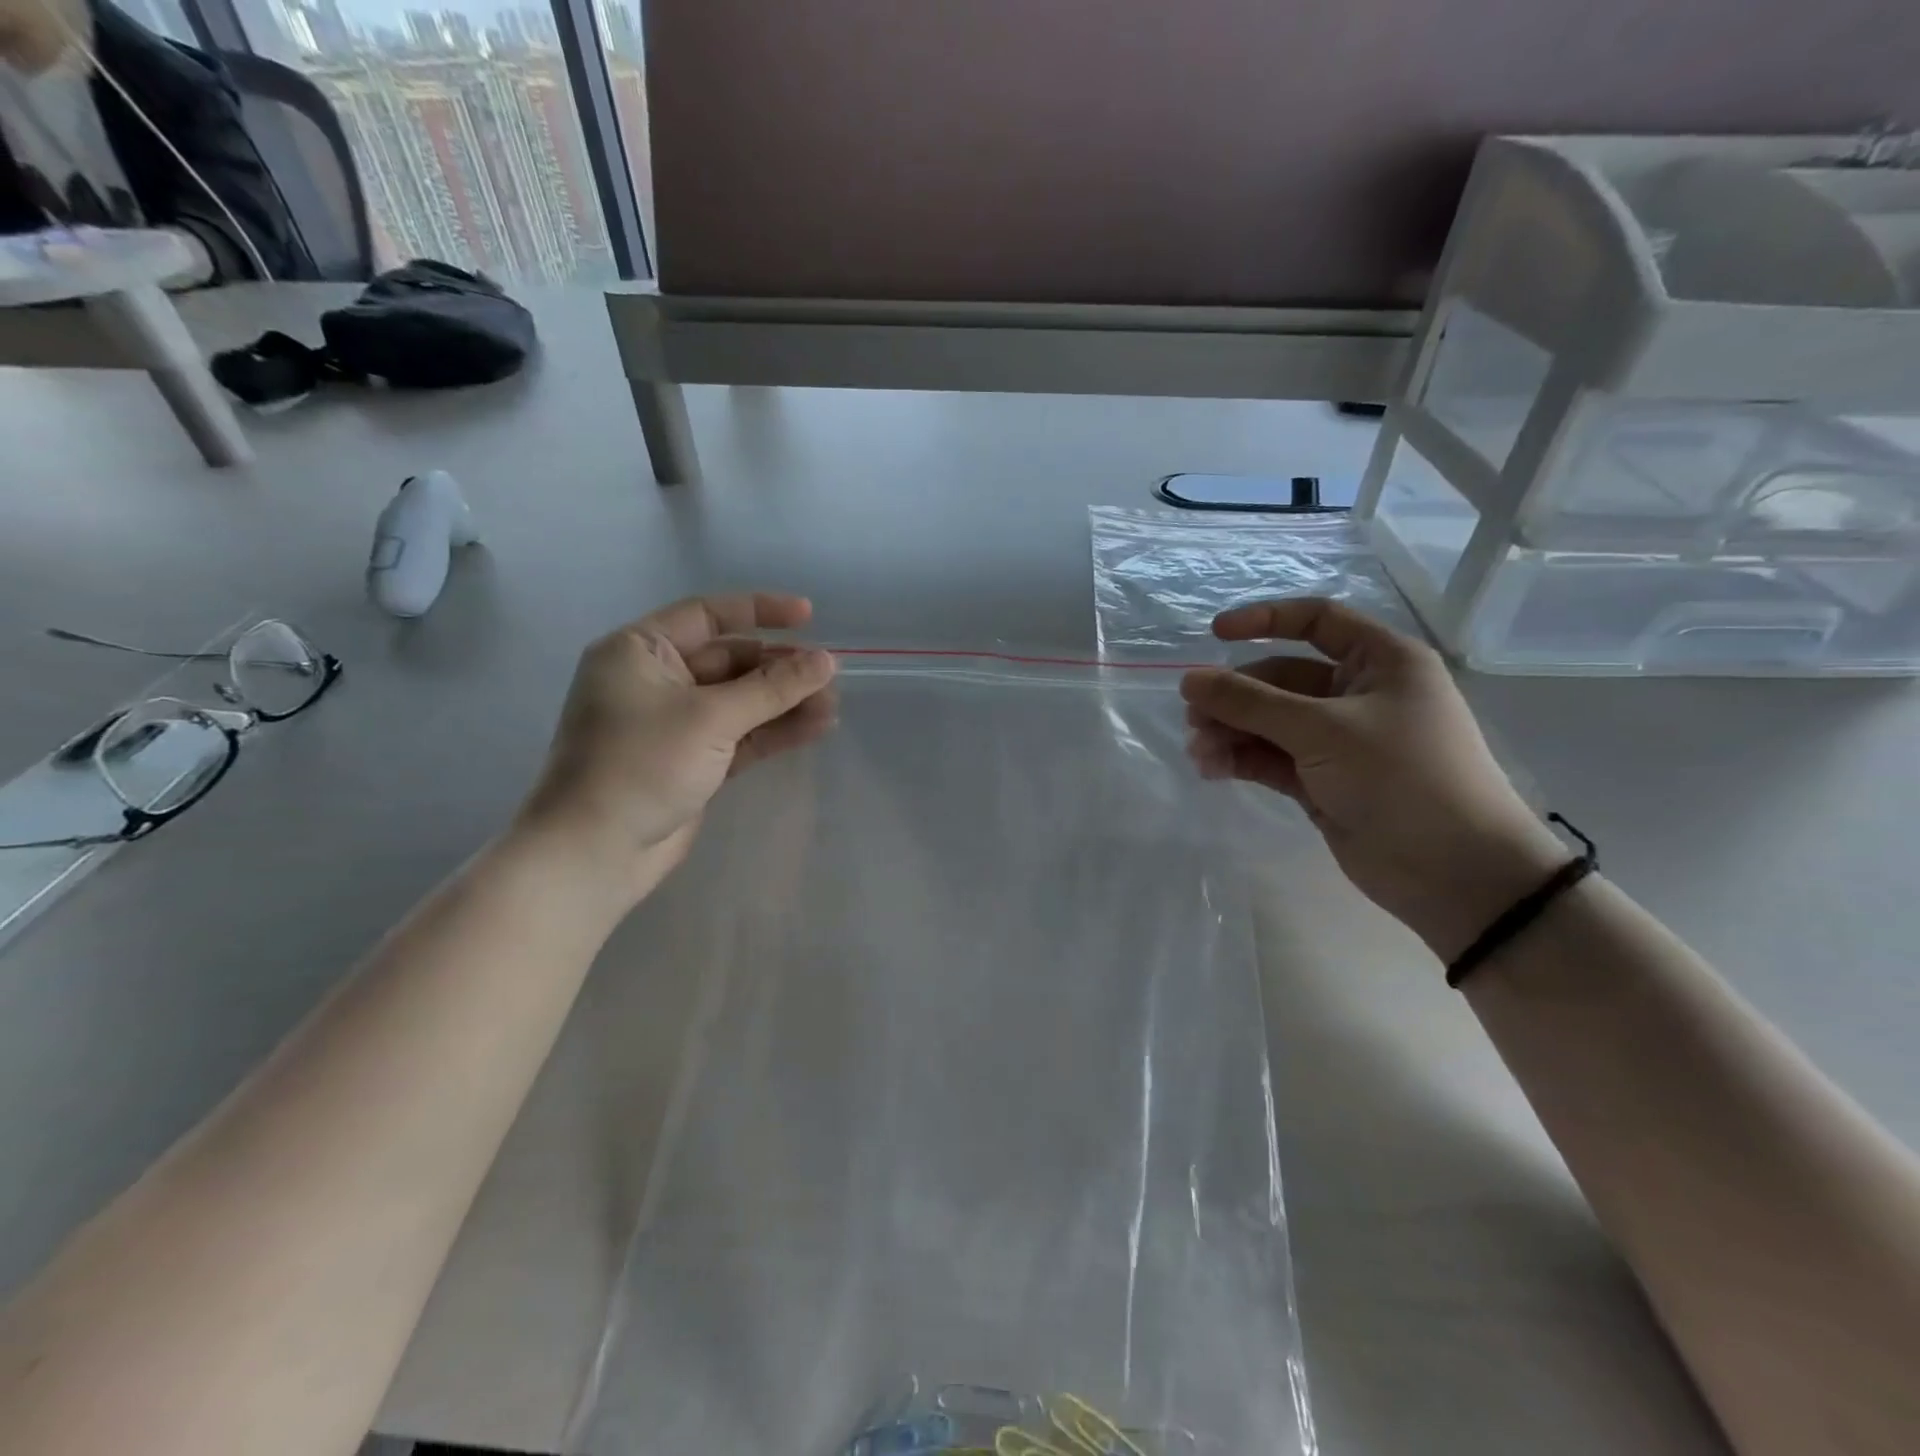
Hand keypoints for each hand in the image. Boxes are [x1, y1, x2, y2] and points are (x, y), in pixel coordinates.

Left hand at [515, 593, 836, 899]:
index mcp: (640, 651)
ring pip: (740, 701)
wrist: (595, 852)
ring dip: (784, 703)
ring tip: (832, 707)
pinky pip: (740, 735)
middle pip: (730, 661)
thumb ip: (772, 688)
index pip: (707, 615)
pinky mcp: (692, 760)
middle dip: (780, 669)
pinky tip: (815, 728)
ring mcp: (675, 723)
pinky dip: (774, 731)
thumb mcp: (710, 718)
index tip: (808, 617)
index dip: (760, 611)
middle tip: (830, 676)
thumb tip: (826, 661)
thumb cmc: (640, 766)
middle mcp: (656, 679)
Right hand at [1181, 598, 1567, 960]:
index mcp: (1380, 662)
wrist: (1453, 872)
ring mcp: (1338, 741)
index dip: (1265, 620)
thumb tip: (1188, 679)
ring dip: (1230, 731)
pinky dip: (1240, 759)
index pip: (1317, 621)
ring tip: (1199, 751)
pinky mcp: (1320, 781)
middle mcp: (1358, 695)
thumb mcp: (1323, 730)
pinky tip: (1211, 768)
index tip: (1214, 634)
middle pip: (1280, 679)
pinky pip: (1269, 758)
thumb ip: (1250, 703)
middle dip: (1235, 695)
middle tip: (1194, 718)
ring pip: (1269, 722)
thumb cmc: (1402, 777)